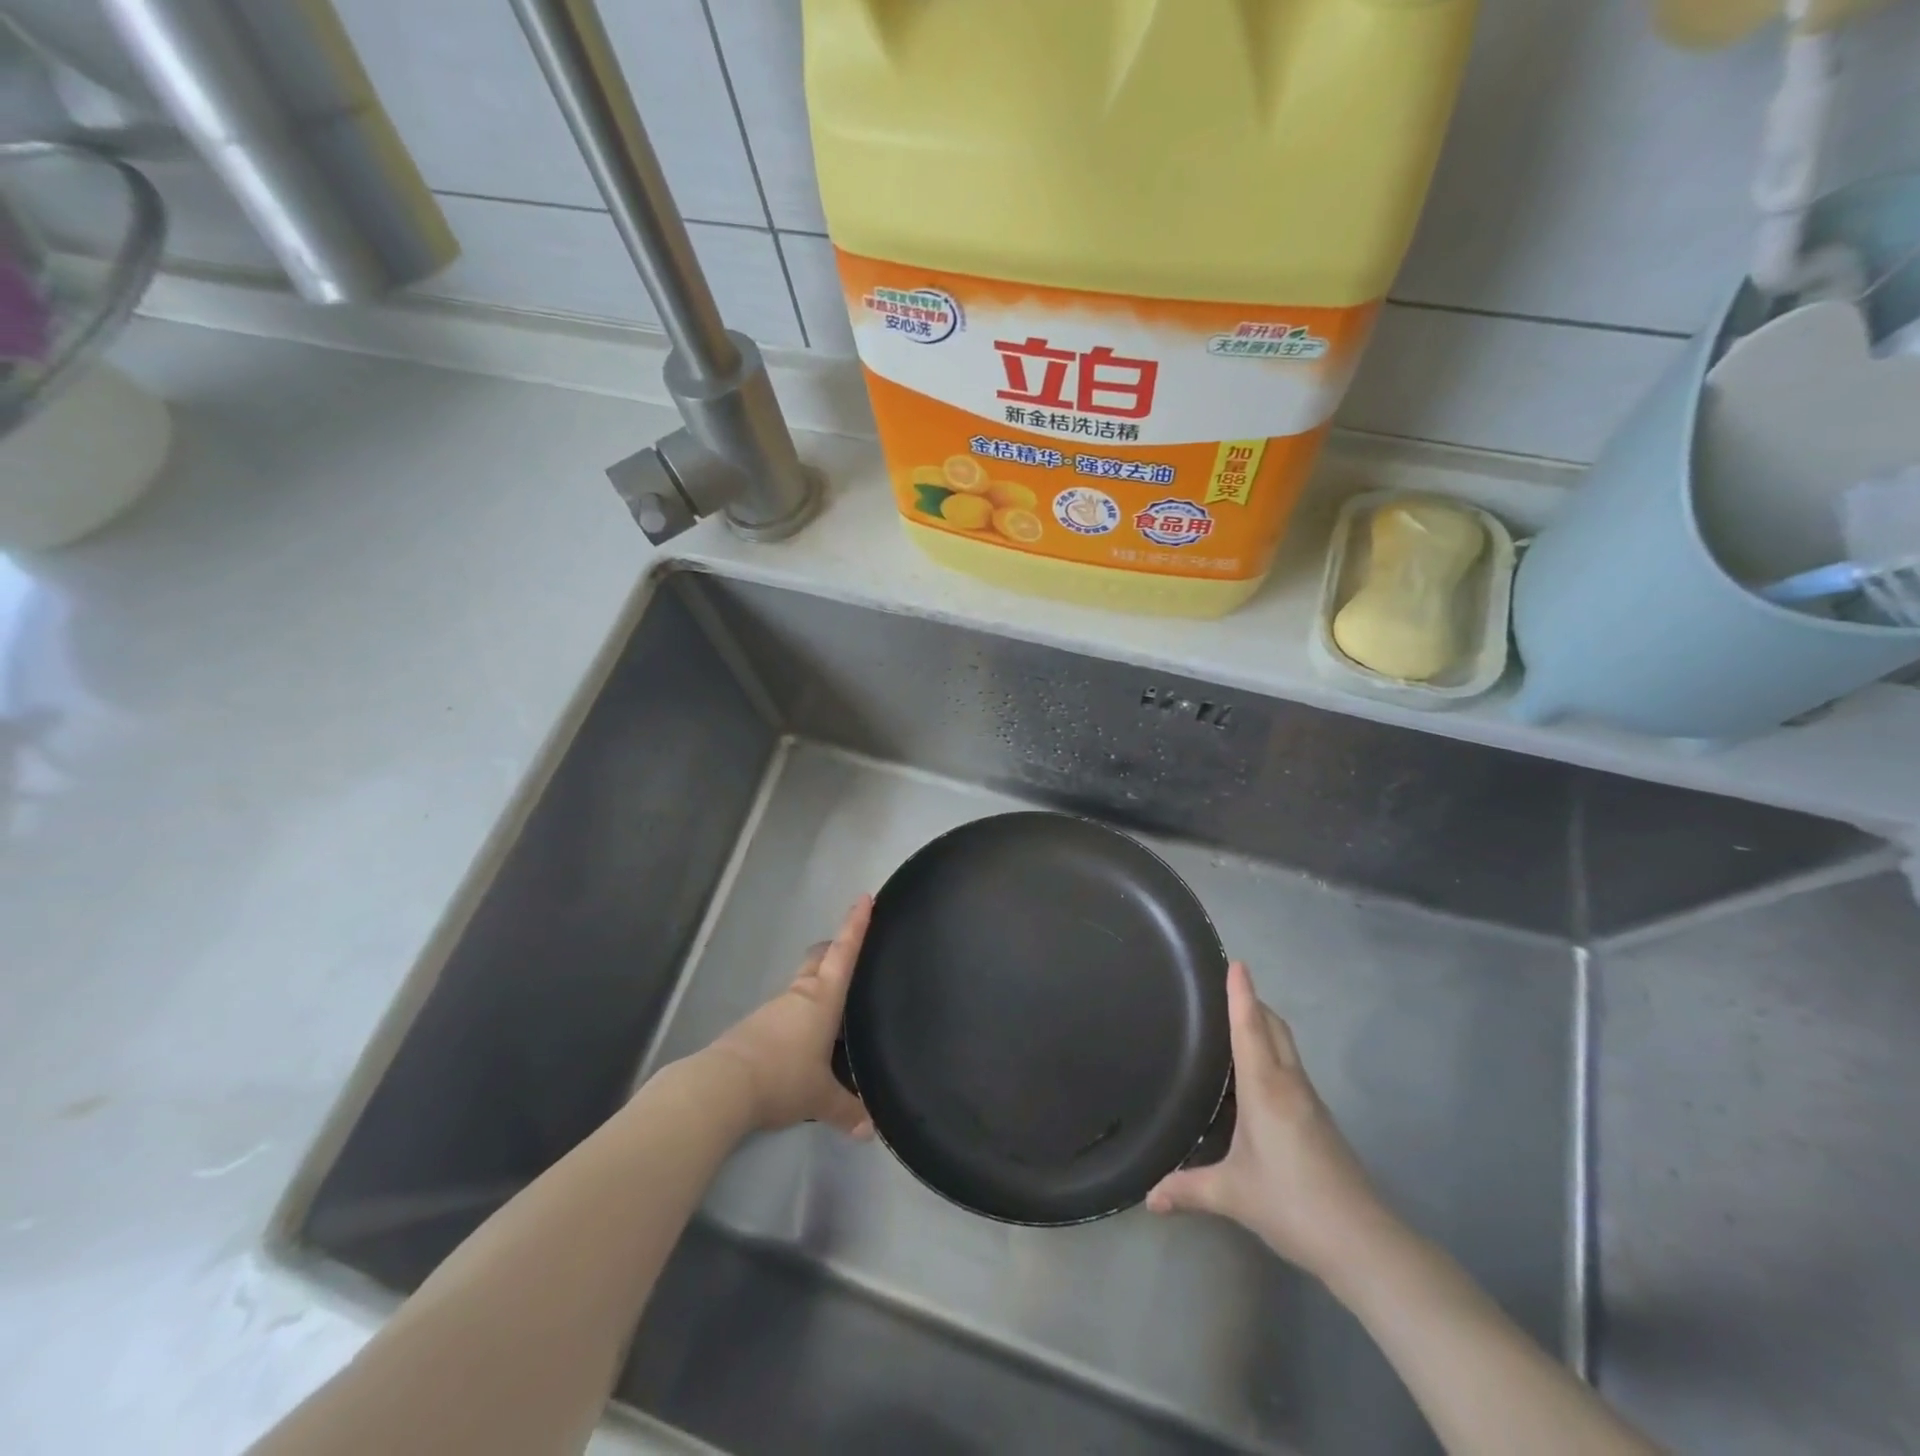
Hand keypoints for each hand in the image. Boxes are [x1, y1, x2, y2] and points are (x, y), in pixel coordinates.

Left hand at [705, 896, 875, 1137]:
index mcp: (822, 999)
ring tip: (833, 1016)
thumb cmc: (782, 1078)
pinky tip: (802, 1046)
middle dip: (834, 950)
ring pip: (800, 988)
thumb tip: (870, 1131)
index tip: (865, 897)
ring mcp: (772, 1010)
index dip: (856, 924)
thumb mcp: (820, 1098)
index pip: (844, 952)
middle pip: (818, 959)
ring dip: (815, 991)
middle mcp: (798, 996)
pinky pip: (784, 1014)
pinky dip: (798, 1019)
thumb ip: (846, 1111)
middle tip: (849, 954)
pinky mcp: (754, 1028)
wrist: (722, 1087)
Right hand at [1146, 961, 1388, 1281]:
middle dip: (1253, 1002)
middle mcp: (1289, 1084)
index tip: (1236, 962)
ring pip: (1285, 1046)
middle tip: (1224, 987)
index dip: (1241, 994)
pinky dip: (1272, 1053)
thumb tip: (1148, 1198)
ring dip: (1264, 1026)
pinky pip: (1290, 1068)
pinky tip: (1255, 1076)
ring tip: (1234, 1023)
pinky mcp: (1319, 1119)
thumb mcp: (1232, 1195)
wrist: (1363, 1242)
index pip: (1250, 1027)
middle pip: (1273, 1027)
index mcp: (1265, 1088)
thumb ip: (1188, 1189)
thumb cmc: (1292, 1204)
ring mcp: (1309, 1101)